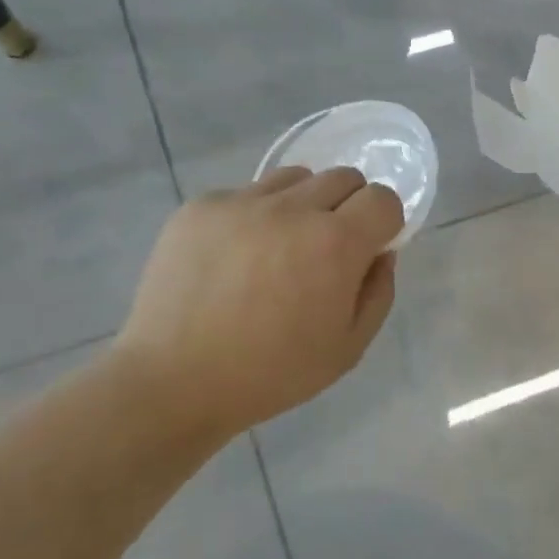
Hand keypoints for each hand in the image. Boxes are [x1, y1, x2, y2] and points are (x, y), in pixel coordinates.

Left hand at [110, 166, 402, 440]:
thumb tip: (379, 251)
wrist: (173, 381)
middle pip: (343, 177)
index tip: (368, 248)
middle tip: (326, 250)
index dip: (384, 222)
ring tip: (280, 246)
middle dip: (348, 207)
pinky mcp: (202, 206)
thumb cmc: (272, 373)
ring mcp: (242, 202)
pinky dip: (255, 216)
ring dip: (303, 203)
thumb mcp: (349, 348)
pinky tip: (235, 257)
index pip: (382, 198)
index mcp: (335, 243)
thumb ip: (378, 291)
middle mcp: (292, 209)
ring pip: (295, 177)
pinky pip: (246, 193)